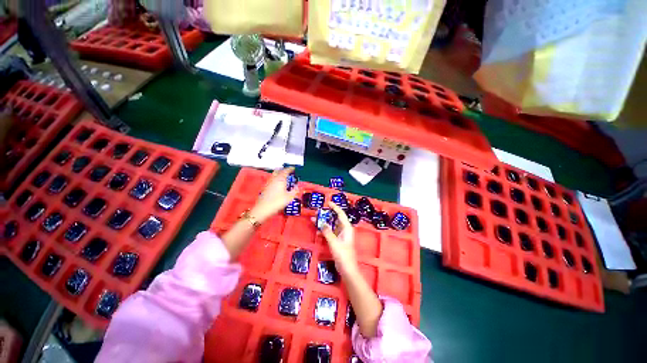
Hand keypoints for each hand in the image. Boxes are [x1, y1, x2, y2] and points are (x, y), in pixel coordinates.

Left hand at [250, 167, 298, 222]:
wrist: (263, 209)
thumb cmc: (277, 202)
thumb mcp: (289, 197)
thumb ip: (294, 191)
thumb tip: (297, 187)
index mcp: (280, 179)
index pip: (286, 171)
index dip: (290, 169)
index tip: (293, 168)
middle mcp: (274, 179)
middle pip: (278, 171)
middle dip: (283, 170)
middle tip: (288, 171)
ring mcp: (269, 183)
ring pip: (274, 175)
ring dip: (279, 174)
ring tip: (284, 177)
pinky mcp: (265, 188)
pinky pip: (272, 180)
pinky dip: (276, 179)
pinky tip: (278, 185)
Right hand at [321, 202, 357, 274]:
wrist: (347, 270)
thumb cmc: (343, 255)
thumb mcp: (334, 242)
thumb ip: (327, 232)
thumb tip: (322, 223)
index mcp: (347, 228)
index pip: (341, 214)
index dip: (335, 207)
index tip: (328, 203)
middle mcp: (344, 230)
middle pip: (335, 219)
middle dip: (326, 215)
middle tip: (318, 212)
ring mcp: (341, 235)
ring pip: (331, 226)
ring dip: (324, 223)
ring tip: (314, 220)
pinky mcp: (337, 241)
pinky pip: (330, 232)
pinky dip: (324, 231)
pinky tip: (318, 231)